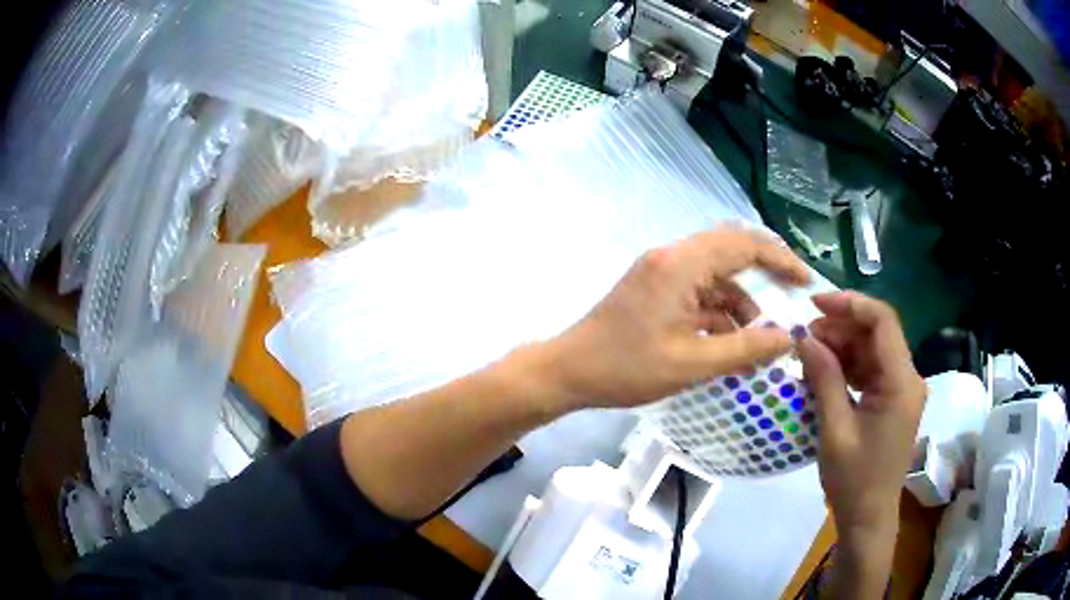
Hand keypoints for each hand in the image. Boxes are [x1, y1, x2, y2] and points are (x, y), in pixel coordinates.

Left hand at [531, 228, 809, 411]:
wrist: (567, 371)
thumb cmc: (626, 368)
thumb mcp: (692, 363)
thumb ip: (744, 349)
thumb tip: (788, 338)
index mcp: (681, 264)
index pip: (744, 243)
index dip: (781, 259)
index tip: (805, 283)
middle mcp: (672, 256)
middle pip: (732, 250)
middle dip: (765, 274)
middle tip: (792, 299)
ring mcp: (661, 271)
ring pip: (716, 273)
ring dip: (741, 299)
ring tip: (761, 336)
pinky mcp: (655, 288)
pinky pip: (698, 289)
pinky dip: (719, 310)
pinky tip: (731, 340)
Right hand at [798, 291, 925, 533]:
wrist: (868, 517)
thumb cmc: (854, 480)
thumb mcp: (835, 429)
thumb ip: (824, 379)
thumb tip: (805, 338)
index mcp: (901, 382)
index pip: (883, 321)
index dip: (850, 304)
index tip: (815, 304)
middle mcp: (908, 378)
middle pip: (877, 333)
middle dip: (841, 327)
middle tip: (804, 337)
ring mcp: (902, 389)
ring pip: (873, 350)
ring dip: (842, 346)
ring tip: (809, 354)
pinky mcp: (893, 400)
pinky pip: (871, 370)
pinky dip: (848, 366)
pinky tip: (825, 373)